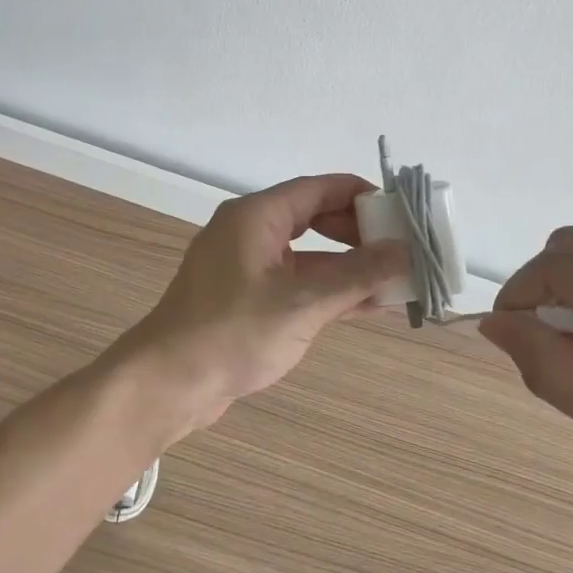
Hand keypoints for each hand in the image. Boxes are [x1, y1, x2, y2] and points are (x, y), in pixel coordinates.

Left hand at [116, 174, 408, 436]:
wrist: (167, 384)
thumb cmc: (231, 332)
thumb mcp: (302, 303)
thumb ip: (356, 275)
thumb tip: (405, 251)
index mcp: (257, 216)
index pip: (319, 189)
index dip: (362, 195)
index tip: (401, 211)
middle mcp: (251, 232)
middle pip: (315, 218)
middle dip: (360, 233)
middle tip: (403, 249)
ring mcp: (248, 266)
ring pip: (309, 255)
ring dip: (350, 267)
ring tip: (397, 279)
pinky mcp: (248, 299)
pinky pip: (298, 283)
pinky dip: (330, 291)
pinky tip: (369, 305)